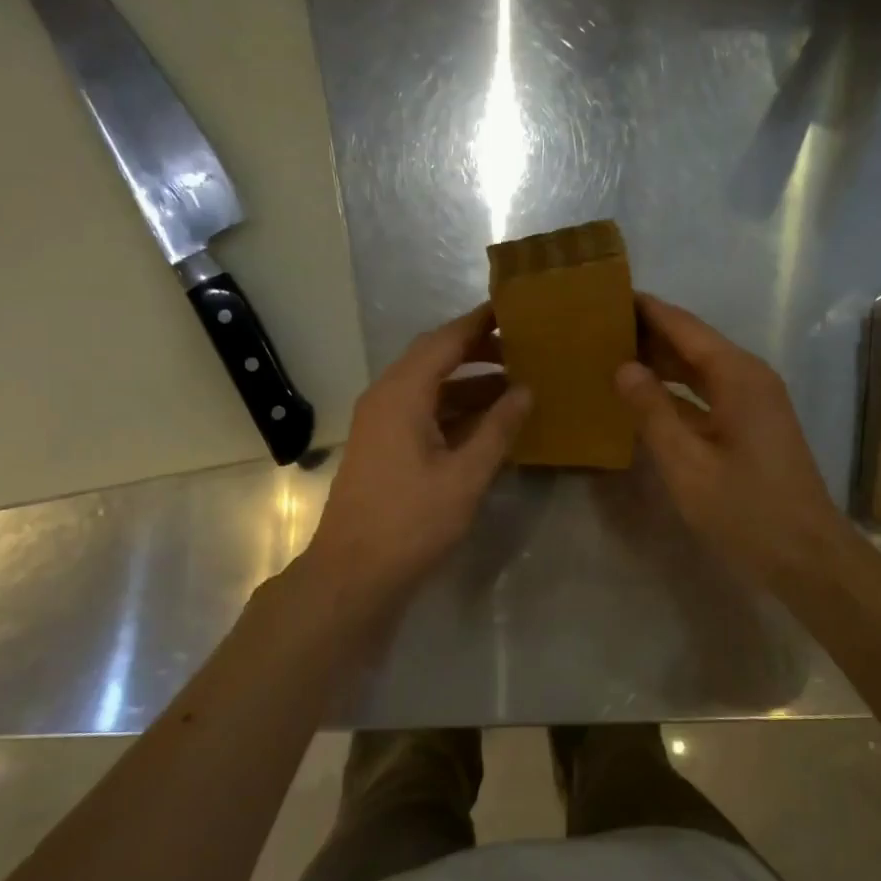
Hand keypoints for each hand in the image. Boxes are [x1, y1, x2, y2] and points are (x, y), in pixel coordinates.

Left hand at [304, 303, 529, 610]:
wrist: (354, 573)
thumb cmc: (411, 522)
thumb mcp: (465, 476)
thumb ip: (498, 428)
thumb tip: (526, 390)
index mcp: (402, 394)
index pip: (445, 340)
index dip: (480, 322)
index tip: (514, 307)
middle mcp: (386, 397)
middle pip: (434, 357)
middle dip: (477, 349)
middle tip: (523, 346)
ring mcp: (381, 422)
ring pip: (429, 386)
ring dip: (468, 381)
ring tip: (516, 382)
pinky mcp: (383, 445)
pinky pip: (422, 410)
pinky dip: (454, 408)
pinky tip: (488, 420)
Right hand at [616, 294, 851, 592]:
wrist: (806, 556)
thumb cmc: (745, 510)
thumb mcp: (686, 464)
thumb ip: (652, 412)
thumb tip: (623, 367)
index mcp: (737, 375)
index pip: (683, 326)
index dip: (646, 309)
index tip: (606, 293)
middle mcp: (749, 377)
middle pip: (692, 342)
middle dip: (648, 332)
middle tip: (597, 325)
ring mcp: (754, 401)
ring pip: (699, 368)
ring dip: (660, 361)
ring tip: (611, 352)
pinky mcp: (752, 425)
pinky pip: (707, 393)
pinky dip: (675, 390)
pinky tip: (643, 396)